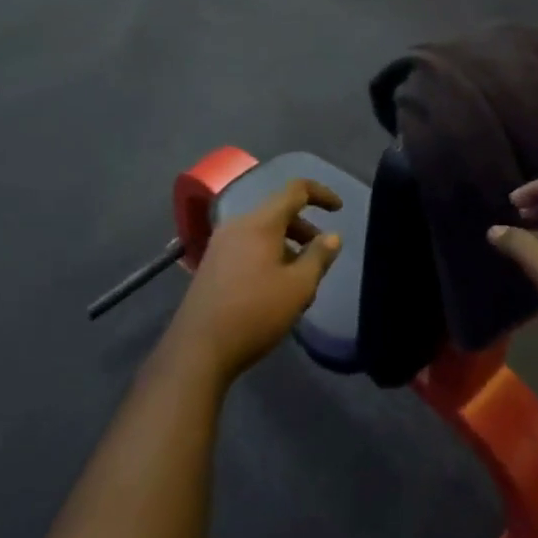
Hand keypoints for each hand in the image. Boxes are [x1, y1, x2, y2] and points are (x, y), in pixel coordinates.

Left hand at [162, 180, 342, 384]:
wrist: (199, 347)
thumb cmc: (256, 313)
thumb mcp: (298, 287)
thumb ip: (319, 257)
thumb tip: (332, 236)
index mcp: (260, 223)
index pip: (294, 190)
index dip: (320, 194)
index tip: (338, 210)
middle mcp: (237, 225)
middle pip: (278, 212)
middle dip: (304, 229)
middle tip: (321, 256)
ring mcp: (220, 245)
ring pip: (262, 233)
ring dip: (287, 246)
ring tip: (301, 281)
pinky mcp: (212, 264)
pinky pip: (247, 248)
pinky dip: (268, 256)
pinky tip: (275, 290)